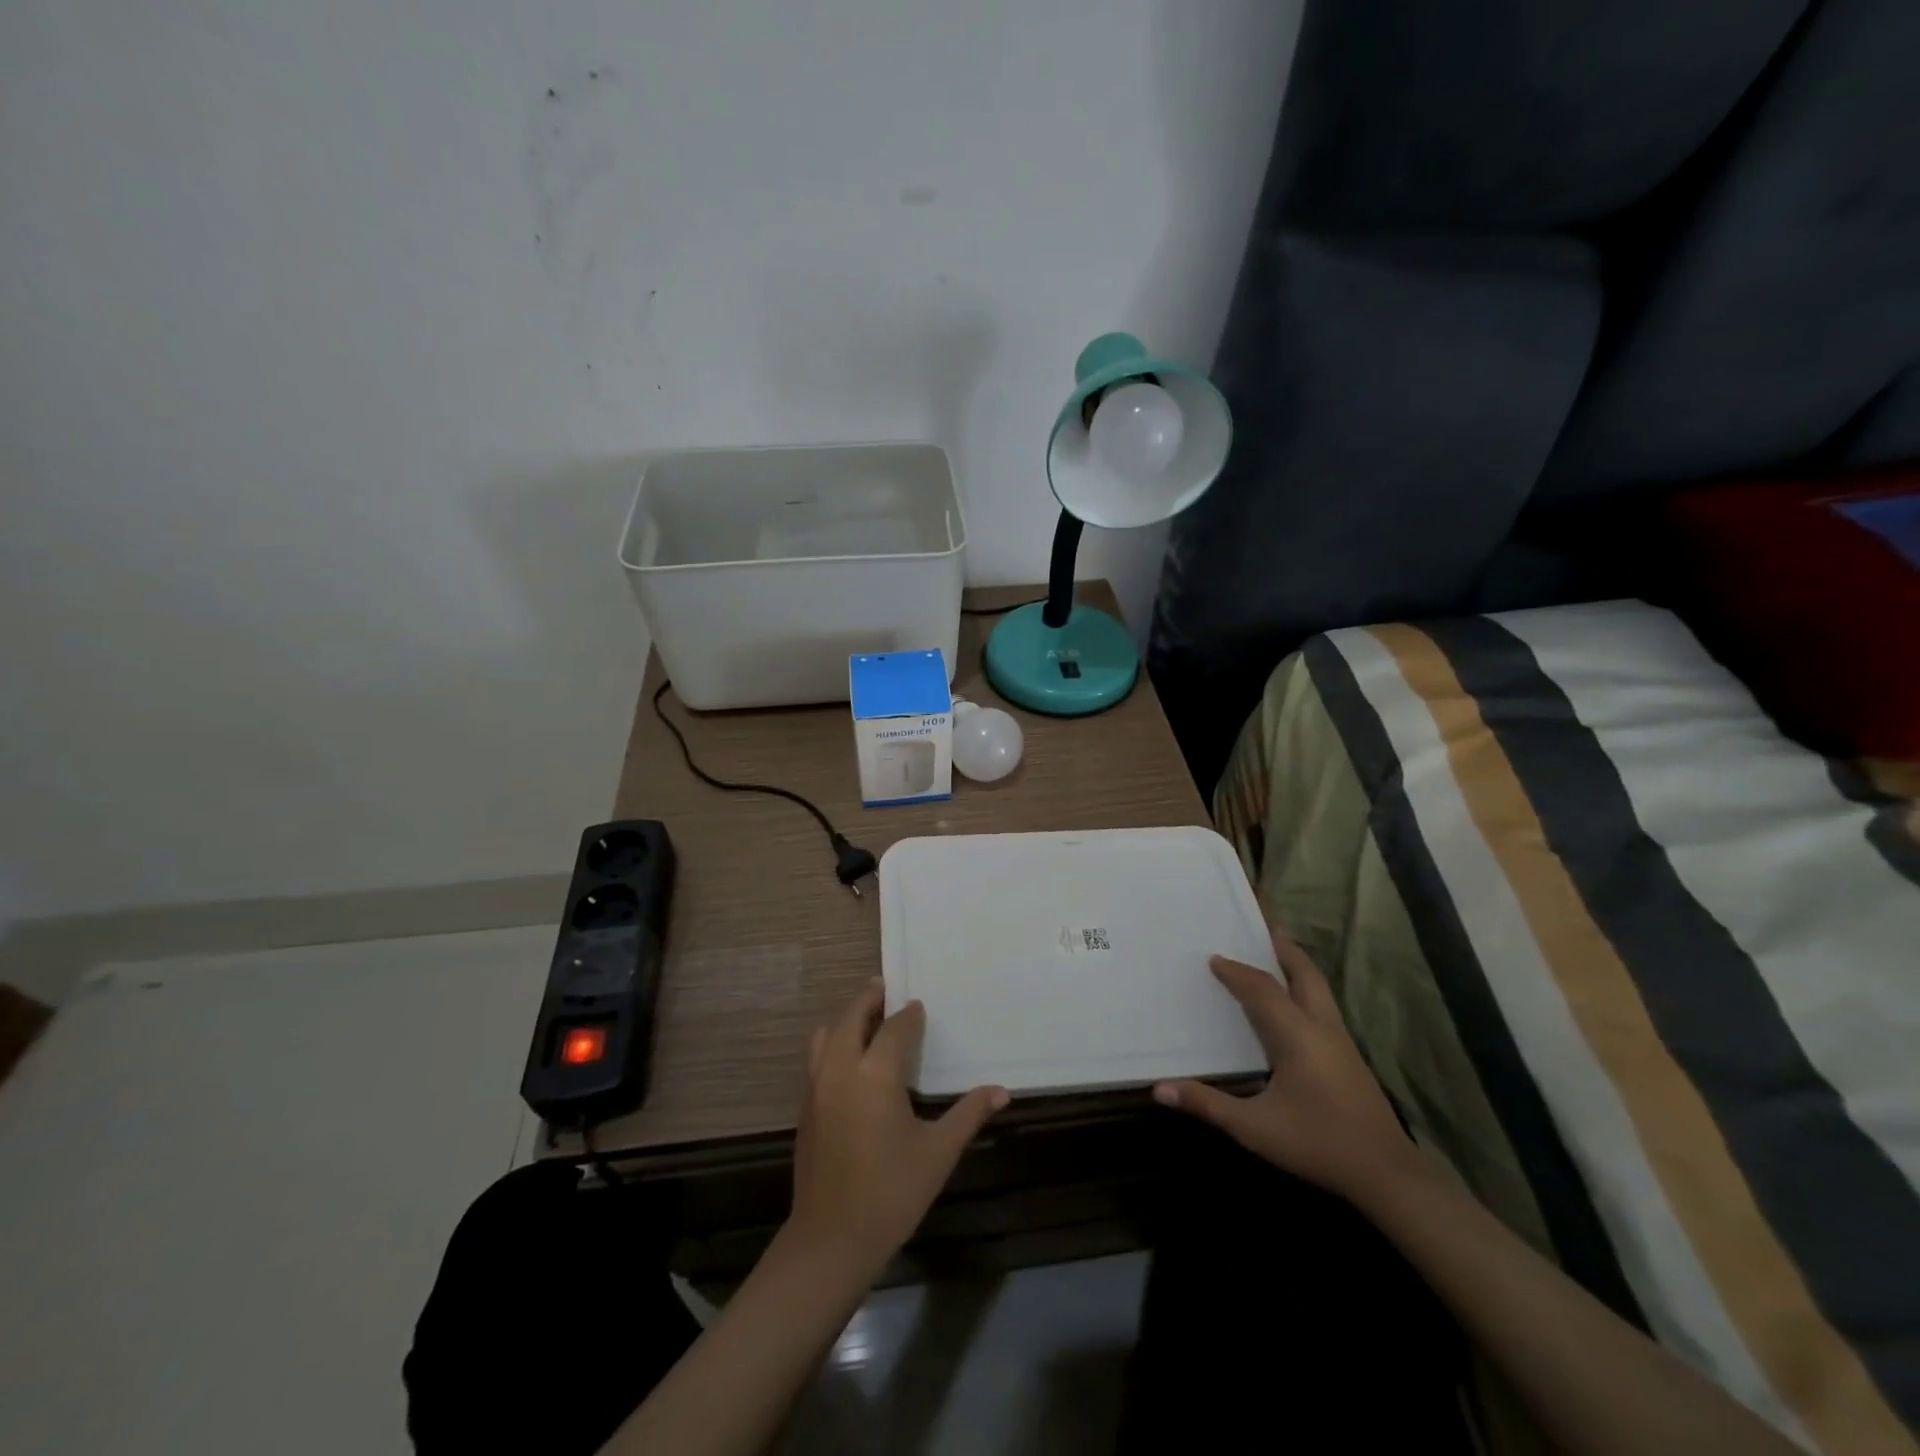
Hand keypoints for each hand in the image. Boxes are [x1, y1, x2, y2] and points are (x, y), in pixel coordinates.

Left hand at [787, 982, 1008, 1273]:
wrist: (830, 1241)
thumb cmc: (891, 1193)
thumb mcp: (938, 1153)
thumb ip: (969, 1114)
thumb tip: (1002, 1092)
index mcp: (875, 1074)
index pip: (895, 1028)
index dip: (909, 1015)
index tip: (920, 1007)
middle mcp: (841, 1069)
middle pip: (852, 1016)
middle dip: (870, 999)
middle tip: (886, 990)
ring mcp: (816, 1087)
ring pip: (827, 1034)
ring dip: (847, 1020)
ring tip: (868, 1021)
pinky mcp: (805, 1107)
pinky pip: (817, 1057)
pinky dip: (834, 1043)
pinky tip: (852, 1062)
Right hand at [1153, 928, 1422, 1203]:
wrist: (1387, 1174)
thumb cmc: (1317, 1144)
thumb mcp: (1254, 1128)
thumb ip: (1207, 1105)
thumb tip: (1159, 1089)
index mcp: (1297, 1035)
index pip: (1262, 989)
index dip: (1236, 972)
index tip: (1213, 959)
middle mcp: (1322, 1028)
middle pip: (1305, 974)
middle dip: (1283, 950)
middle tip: (1262, 929)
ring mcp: (1341, 1041)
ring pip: (1319, 989)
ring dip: (1296, 967)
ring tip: (1277, 953)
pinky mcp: (1350, 1056)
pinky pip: (1323, 1005)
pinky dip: (1305, 988)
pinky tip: (1293, 1004)